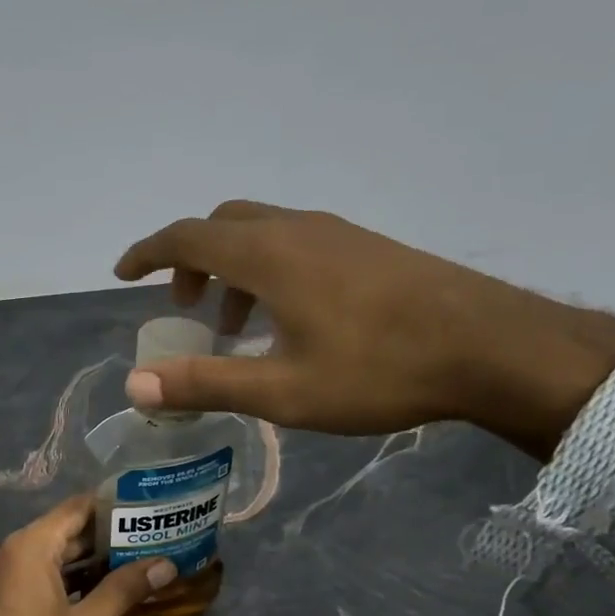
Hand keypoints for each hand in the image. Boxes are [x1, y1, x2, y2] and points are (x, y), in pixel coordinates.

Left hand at [0, 495, 174, 615]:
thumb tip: (165, 564)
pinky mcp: (4, 600)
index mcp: (30, 547)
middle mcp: (12, 552)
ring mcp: (4, 577)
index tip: (148, 508)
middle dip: (108, 535)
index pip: (77, 508)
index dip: (114, 506)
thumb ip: (124, 589)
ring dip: (92, 558)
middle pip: (66, 530)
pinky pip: (42, 574)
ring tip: (138, 559)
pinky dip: (71, 577)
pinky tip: (104, 588)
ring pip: (55, 554)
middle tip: (152, 536)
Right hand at [115, 201, 614, 457]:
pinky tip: (289, 319)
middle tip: (186, 309)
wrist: (492, 346)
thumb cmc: (378, 370)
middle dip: (190, 261)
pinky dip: (267, 270)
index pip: (187, 237)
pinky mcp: (367, 247)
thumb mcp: (281, 390)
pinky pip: (295, 243)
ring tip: (235, 326)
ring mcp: (337, 233)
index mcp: (268, 255)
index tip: (122, 274)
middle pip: (222, 226)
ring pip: (262, 232)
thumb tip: (135, 387)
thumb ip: (204, 383)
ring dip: (232, 269)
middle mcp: (297, 229)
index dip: (148, 253)